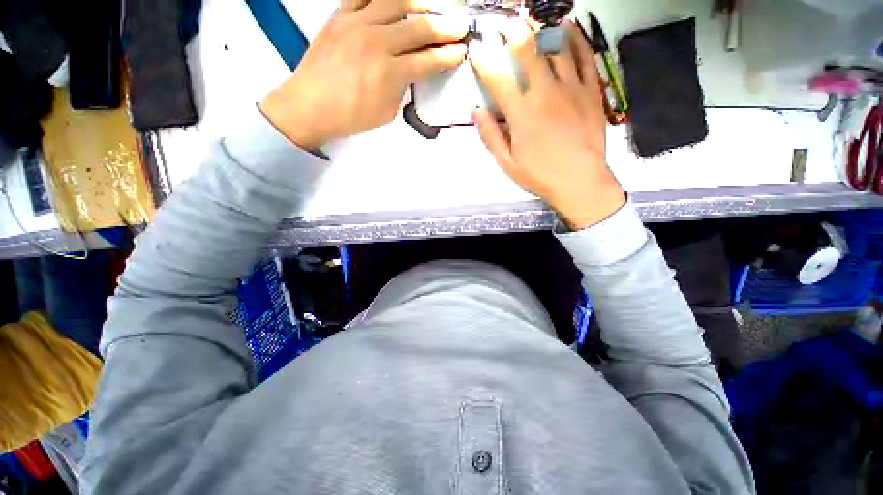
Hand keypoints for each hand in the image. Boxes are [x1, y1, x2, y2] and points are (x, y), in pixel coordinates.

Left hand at [259, 0, 468, 149]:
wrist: (310, 106)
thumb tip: (412, 70)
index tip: (462, 51)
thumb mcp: (388, 111)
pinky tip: (397, 1)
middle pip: (420, 27)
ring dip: (422, 3)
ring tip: (434, 7)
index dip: (449, 55)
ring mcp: (357, 23)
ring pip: (398, 1)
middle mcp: (378, 42)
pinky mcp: (340, 15)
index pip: (429, 59)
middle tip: (460, 25)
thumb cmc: (351, 116)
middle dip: (446, 26)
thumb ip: (403, 87)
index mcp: (391, 73)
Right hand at [469, 20, 624, 230]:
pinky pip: (586, 57)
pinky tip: (568, 29)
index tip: (476, 47)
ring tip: (534, 25)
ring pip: (557, 48)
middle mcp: (545, 93)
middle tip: (505, 25)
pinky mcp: (592, 90)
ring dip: (542, 33)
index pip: (497, 79)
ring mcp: (572, 88)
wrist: (580, 181)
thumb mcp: (507, 163)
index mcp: (521, 114)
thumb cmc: (539, 175)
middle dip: (513, 33)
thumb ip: (490, 136)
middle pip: (528, 51)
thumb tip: (475, 112)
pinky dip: (577, 39)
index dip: (484, 60)